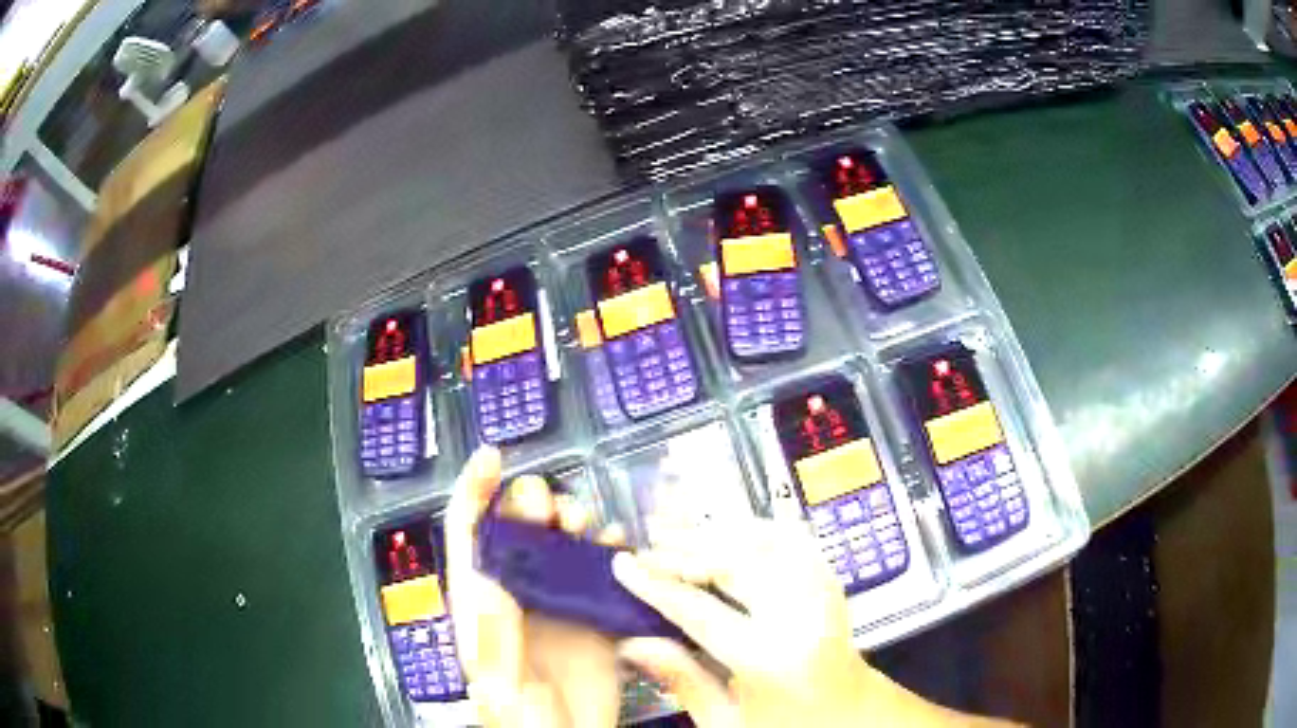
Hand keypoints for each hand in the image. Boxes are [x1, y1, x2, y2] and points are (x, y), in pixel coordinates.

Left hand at [444, 446, 624, 727]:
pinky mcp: (596, 616)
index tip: (492, 457)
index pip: (467, 535)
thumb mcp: (499, 687)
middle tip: (555, 509)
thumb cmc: (523, 722)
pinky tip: (620, 548)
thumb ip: (491, 639)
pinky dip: (613, 551)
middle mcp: (518, 593)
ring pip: (562, 543)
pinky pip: (603, 571)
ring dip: (574, 522)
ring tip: (587, 525)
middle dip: (533, 505)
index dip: (474, 491)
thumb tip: (488, 581)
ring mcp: (558, 603)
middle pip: (519, 529)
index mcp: (481, 605)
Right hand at [611, 518, 1003, 726]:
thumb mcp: (727, 722)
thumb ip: (682, 680)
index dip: (656, 585)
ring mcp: (823, 592)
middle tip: (646, 543)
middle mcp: (802, 616)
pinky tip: (728, 527)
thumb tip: (632, 642)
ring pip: (763, 541)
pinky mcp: (831, 582)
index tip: (623, 565)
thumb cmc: (786, 726)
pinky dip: (754, 527)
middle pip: (735, 562)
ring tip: (676, 528)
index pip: (700, 611)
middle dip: (683, 547)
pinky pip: (792, 539)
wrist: (851, 715)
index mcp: (771, 659)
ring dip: (715, 531)